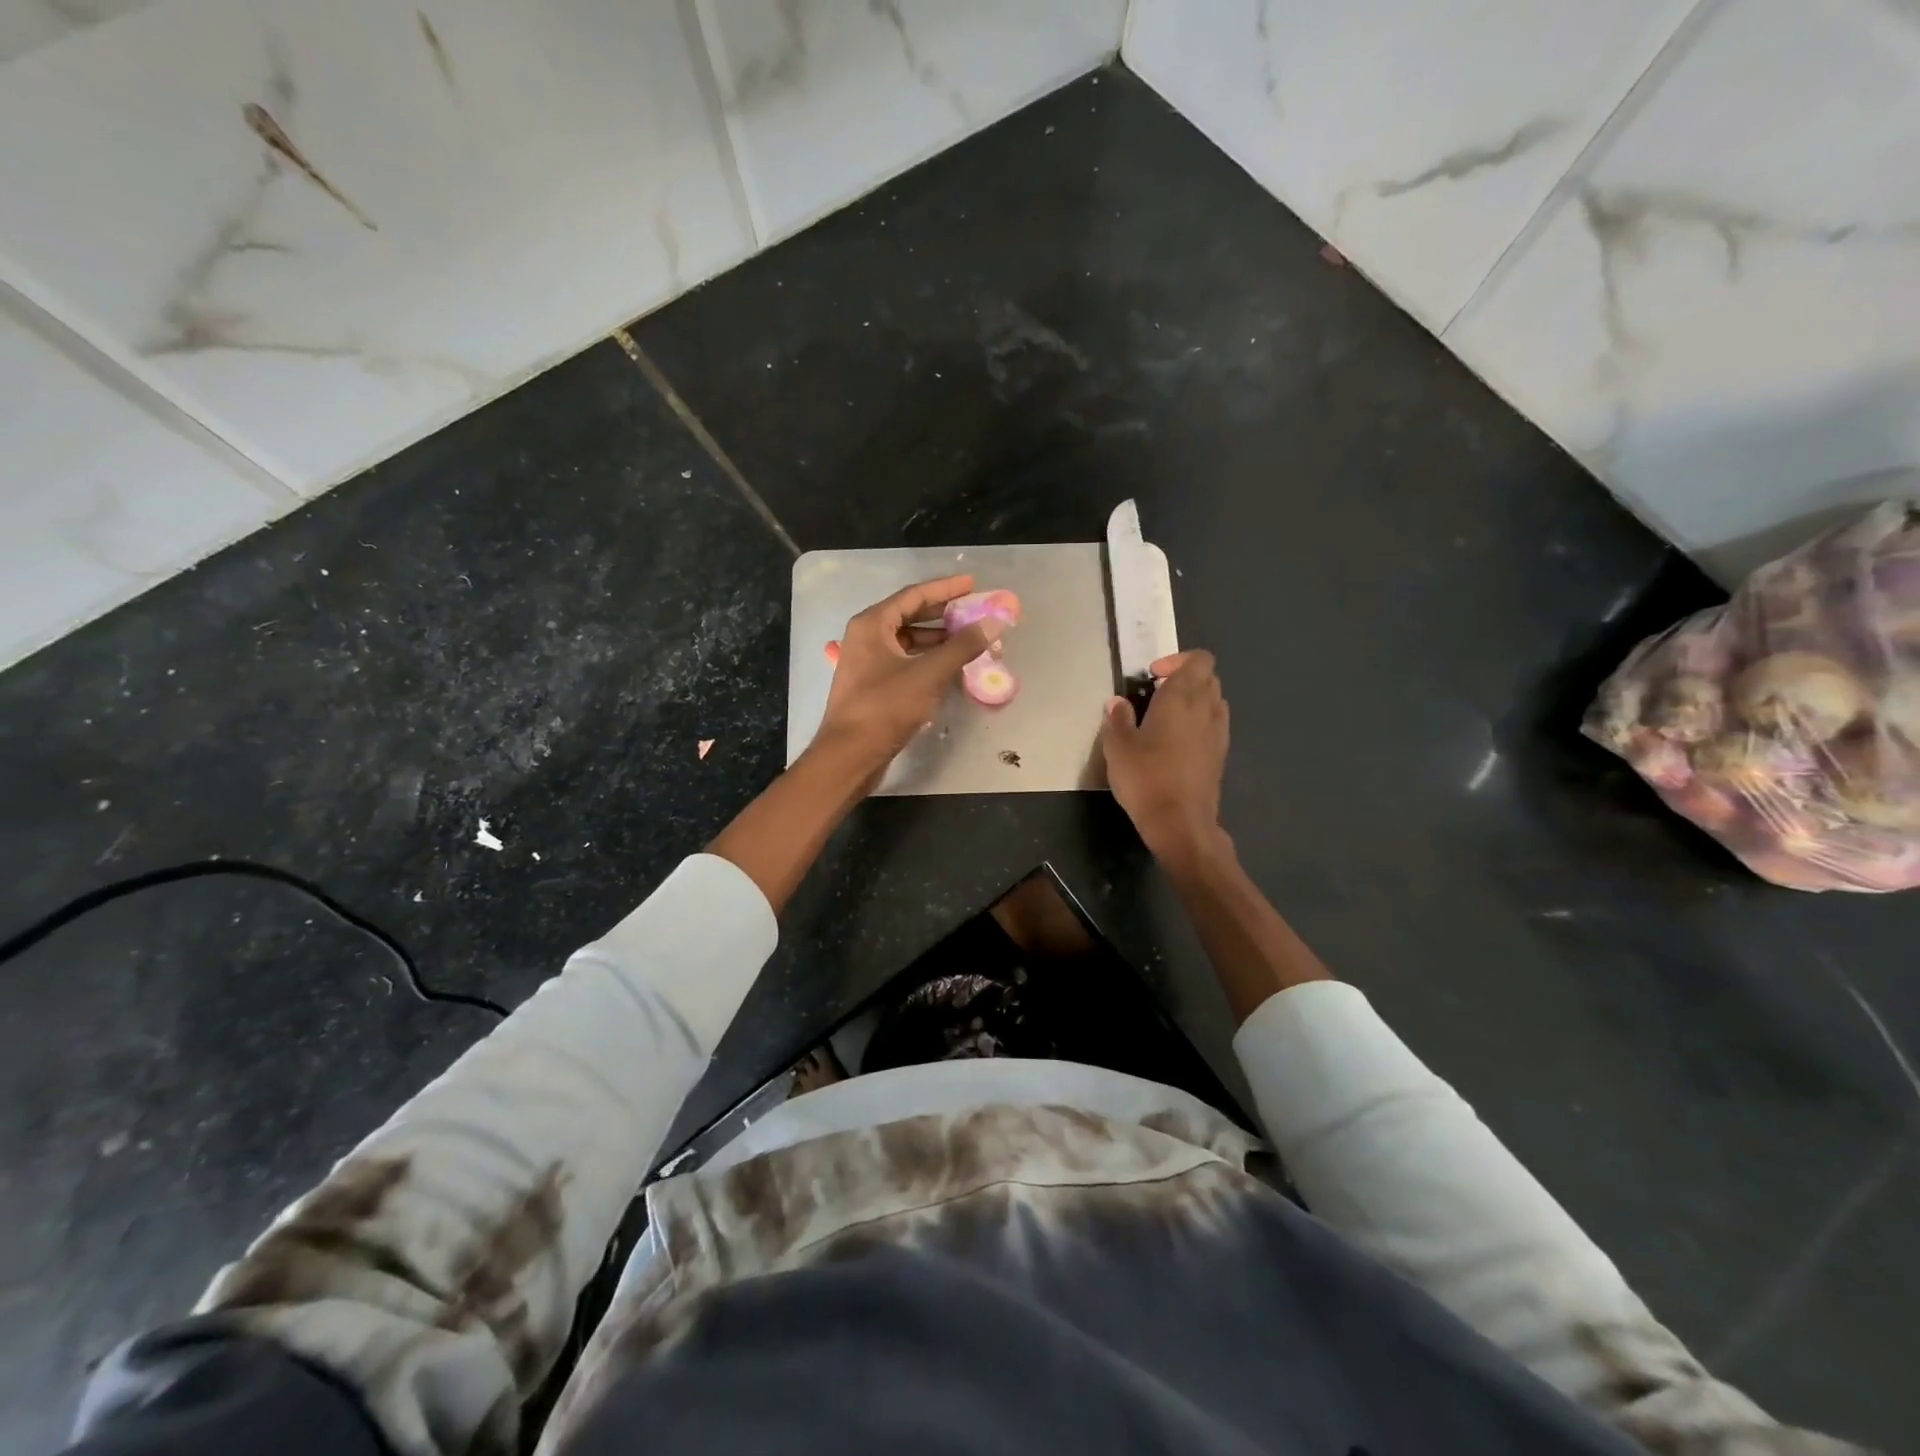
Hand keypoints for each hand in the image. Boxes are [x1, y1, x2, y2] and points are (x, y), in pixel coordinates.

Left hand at [814, 575, 1006, 776]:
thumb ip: (962, 646)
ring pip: (908, 641)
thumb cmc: (885, 707)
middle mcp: (866, 637)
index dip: (946, 588)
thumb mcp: (928, 674)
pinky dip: (927, 660)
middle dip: (944, 614)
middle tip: (975, 611)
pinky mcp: (872, 685)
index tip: (974, 584)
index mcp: (872, 624)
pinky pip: (905, 661)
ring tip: (969, 640)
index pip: (914, 595)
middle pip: (910, 615)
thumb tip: (994, 623)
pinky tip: (950, 667)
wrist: (850, 755)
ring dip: (938, 639)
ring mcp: (867, 662)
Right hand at [1101, 650, 1228, 860]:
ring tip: (1165, 718)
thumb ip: (1117, 719)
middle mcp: (1206, 708)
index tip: (1152, 676)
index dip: (1177, 659)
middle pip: (1207, 677)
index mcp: (1182, 697)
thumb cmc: (1146, 778)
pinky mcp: (1220, 755)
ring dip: (1193, 700)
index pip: (1198, 660)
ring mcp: (1218, 733)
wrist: (1180, 823)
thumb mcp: (1118, 747)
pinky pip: (1214, 724)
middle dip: (1184, 678)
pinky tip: (1175, 743)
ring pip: (1213, 700)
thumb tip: (1117, 703)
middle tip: (1155, 694)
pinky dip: (1198, 723)